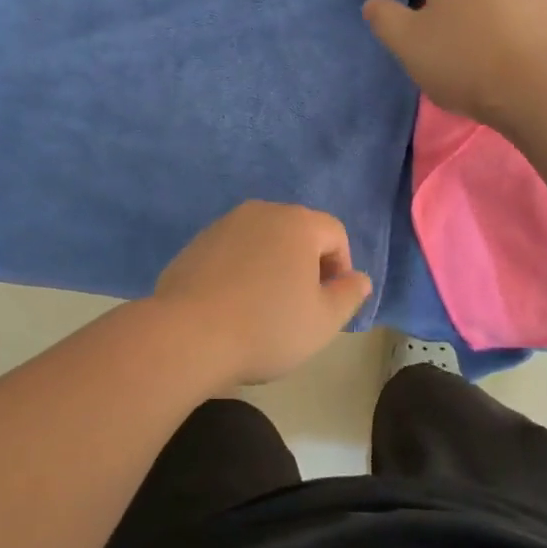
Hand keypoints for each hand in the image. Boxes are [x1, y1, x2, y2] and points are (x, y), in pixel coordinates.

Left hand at [153, 201, 372, 386]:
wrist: (187, 335)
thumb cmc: (267, 327)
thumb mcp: (323, 321)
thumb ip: (349, 295)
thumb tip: (359, 278)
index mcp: (298, 223)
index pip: (335, 233)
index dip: (341, 267)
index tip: (329, 302)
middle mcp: (261, 212)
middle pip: (298, 232)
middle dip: (306, 264)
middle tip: (300, 306)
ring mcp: (224, 224)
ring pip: (263, 241)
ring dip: (272, 266)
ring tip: (263, 308)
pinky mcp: (196, 243)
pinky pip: (232, 252)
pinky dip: (240, 271)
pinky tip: (232, 306)